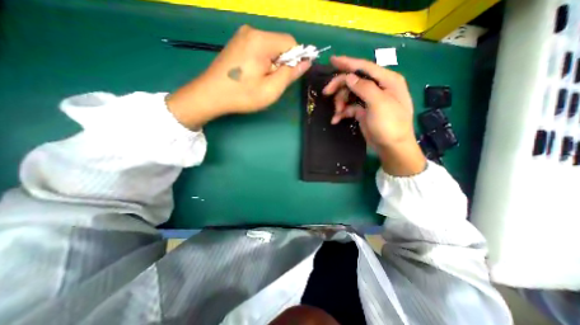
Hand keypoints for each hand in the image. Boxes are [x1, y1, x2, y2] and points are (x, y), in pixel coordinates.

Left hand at [168, 26, 312, 128]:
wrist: (210, 95)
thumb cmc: (242, 95)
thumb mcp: (271, 89)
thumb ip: (290, 73)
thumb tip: (306, 62)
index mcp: (261, 40)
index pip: (291, 42)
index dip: (295, 59)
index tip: (288, 77)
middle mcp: (251, 31)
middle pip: (280, 44)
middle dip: (282, 63)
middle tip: (271, 82)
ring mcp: (242, 36)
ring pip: (270, 48)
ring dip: (272, 64)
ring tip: (261, 80)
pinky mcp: (237, 43)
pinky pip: (259, 49)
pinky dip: (263, 62)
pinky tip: (254, 75)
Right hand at [322, 55, 424, 177]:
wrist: (391, 147)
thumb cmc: (390, 125)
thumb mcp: (379, 104)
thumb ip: (364, 88)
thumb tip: (349, 77)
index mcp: (386, 81)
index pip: (364, 67)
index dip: (348, 63)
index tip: (332, 60)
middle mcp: (378, 88)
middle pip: (354, 81)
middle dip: (340, 86)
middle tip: (326, 93)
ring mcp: (369, 100)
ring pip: (349, 94)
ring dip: (340, 102)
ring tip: (337, 113)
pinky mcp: (363, 111)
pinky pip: (349, 107)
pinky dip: (342, 112)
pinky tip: (336, 119)